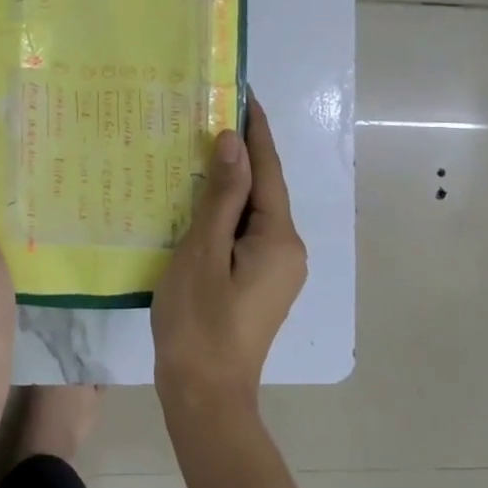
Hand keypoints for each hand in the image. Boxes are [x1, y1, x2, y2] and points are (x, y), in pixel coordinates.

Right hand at [152, 97, 307, 411]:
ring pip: (254, 213)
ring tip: (200, 150)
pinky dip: (227, 212)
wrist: (205, 396)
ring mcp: (278, 270)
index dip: (256, 130)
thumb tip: (234, 142)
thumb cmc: (199, 322)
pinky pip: (246, 233)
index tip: (244, 91)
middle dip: (242, 153)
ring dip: (232, 182)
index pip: (269, 170)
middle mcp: (289, 249)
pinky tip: (201, 201)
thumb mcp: (203, 252)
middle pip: (265, 190)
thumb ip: (222, 195)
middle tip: (209, 115)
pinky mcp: (262, 284)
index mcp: (279, 238)